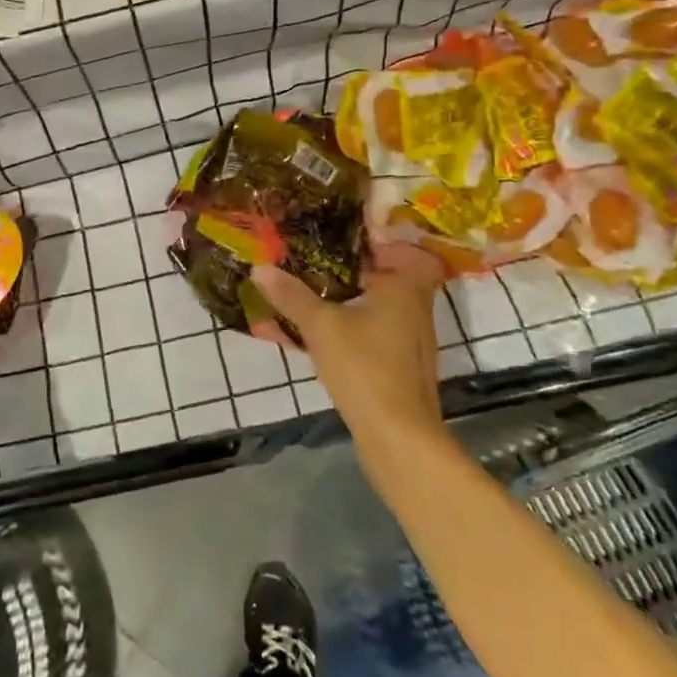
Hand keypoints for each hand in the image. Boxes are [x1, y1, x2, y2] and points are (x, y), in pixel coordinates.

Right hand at [250, 243, 447, 457]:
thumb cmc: (365, 367)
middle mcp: (416, 310)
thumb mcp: (320, 326)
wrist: (398, 436)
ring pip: (386, 309)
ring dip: (357, 301)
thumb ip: (291, 296)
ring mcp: (413, 342)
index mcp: (405, 289)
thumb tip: (259, 267)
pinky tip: (326, 338)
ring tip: (317, 297)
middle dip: (361, 271)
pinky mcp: (404, 369)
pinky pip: (379, 334)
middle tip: (323, 264)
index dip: (386, 243)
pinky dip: (357, 328)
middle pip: (395, 279)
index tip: (351, 240)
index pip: (411, 252)